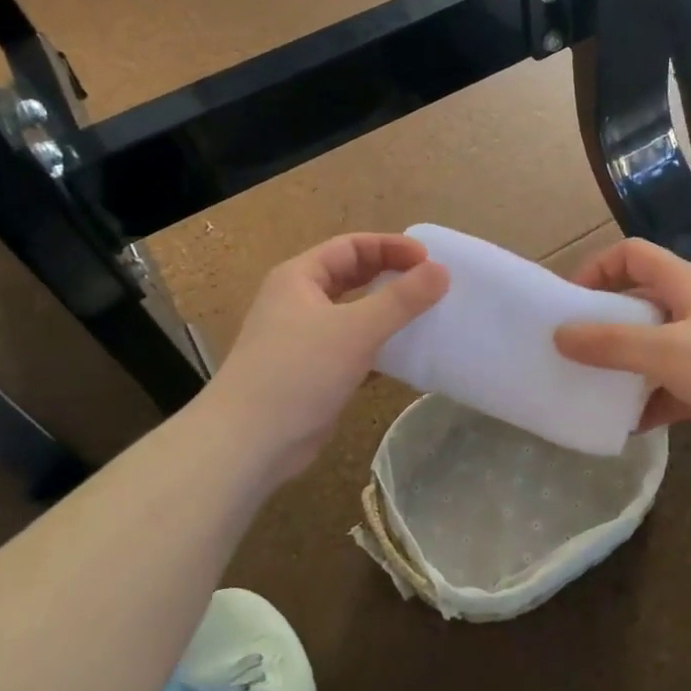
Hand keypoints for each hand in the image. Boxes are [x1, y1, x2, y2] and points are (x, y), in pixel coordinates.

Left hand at [200, 233, 448, 485]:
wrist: (248, 443)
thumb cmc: (298, 372)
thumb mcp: (356, 329)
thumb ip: (402, 299)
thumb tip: (442, 270)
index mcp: (299, 278)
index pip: (351, 246)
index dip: (391, 247)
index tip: (430, 260)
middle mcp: (299, 302)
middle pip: (353, 277)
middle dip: (392, 277)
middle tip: (432, 286)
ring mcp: (305, 340)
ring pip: (355, 315)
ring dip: (389, 314)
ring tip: (428, 318)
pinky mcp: (315, 374)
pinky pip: (355, 349)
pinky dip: (381, 348)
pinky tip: (408, 358)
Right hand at [554, 239, 690, 461]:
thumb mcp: (668, 351)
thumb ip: (612, 344)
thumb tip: (560, 335)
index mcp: (683, 286)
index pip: (632, 255)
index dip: (598, 268)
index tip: (570, 303)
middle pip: (637, 303)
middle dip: (602, 324)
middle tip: (570, 352)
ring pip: (651, 351)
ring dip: (622, 369)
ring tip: (588, 391)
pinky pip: (668, 390)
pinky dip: (647, 404)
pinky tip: (624, 427)